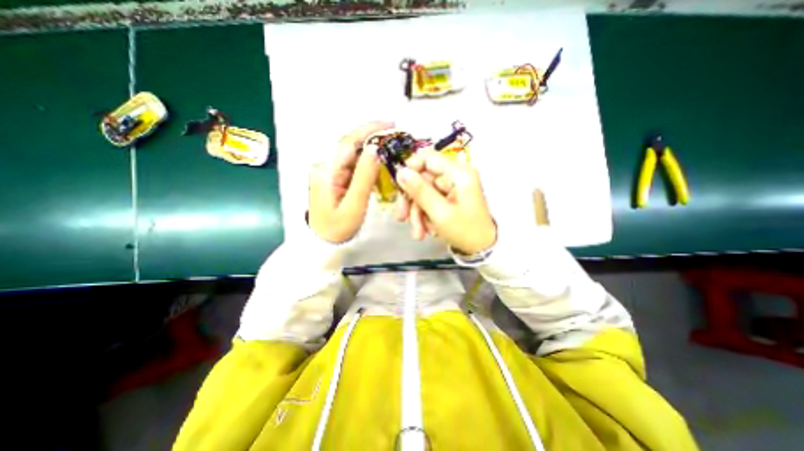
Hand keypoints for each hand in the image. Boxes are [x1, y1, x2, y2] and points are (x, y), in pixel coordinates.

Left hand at [307, 120, 394, 242]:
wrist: (322, 241)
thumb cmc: (338, 227)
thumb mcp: (354, 204)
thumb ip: (364, 177)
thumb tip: (375, 150)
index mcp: (328, 171)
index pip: (348, 142)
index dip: (369, 130)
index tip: (389, 124)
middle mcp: (326, 166)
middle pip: (350, 144)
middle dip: (371, 134)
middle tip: (393, 132)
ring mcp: (330, 171)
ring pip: (352, 152)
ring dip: (370, 145)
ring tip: (389, 143)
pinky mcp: (334, 177)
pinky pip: (352, 163)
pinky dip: (366, 158)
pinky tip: (377, 158)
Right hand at [394, 152, 496, 256]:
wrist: (481, 249)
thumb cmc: (465, 231)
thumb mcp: (440, 213)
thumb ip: (420, 191)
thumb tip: (401, 172)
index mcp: (458, 173)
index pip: (427, 158)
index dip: (410, 169)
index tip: (399, 187)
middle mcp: (454, 176)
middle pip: (422, 179)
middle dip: (411, 200)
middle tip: (401, 218)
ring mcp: (451, 188)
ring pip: (422, 193)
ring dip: (416, 213)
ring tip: (418, 233)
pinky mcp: (447, 198)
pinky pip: (428, 201)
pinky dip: (423, 216)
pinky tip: (425, 231)